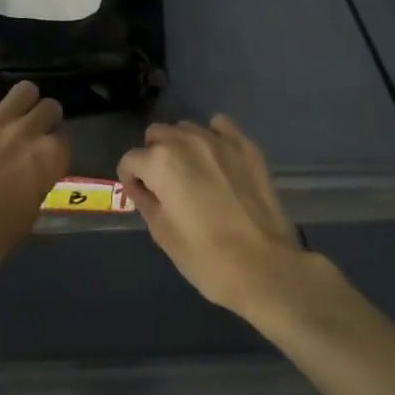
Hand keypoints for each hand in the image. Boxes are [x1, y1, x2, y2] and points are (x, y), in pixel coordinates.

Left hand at [0, 82, 67, 283]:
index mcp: (48, 159)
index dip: (54, 147)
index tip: (45, 154)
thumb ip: (34, 188)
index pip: (64, 139)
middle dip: (43, 117)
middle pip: (49, 107)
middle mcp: (28, 131)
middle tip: (30, 131)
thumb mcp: (26, 218)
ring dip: (20, 102)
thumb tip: (29, 179)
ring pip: (23, 90)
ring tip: (9, 115)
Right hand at [119, 115, 306, 317]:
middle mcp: (186, 141)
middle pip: (157, 136)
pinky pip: (220, 127)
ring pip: (186, 129)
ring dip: (181, 146)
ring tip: (193, 173)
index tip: (140, 195)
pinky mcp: (246, 147)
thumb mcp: (162, 233)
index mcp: (160, 162)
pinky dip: (213, 137)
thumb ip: (144, 200)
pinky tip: (217, 159)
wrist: (265, 268)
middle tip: (165, 186)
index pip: (130, 160)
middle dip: (153, 156)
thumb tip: (139, 187)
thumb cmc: (205, 257)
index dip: (130, 179)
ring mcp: (219, 140)